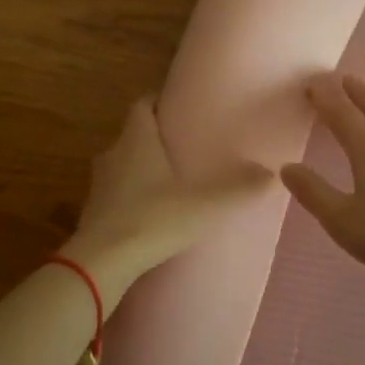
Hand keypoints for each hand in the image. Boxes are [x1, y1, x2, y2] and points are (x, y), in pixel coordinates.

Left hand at [65, 98, 272, 295]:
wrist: (101, 263)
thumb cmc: (153, 219)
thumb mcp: (205, 204)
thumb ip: (239, 188)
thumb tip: (272, 173)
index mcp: (137, 139)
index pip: (142, 104)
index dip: (159, 101)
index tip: (180, 107)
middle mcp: (113, 153)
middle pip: (133, 134)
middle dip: (156, 137)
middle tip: (184, 146)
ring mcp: (98, 184)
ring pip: (123, 164)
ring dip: (142, 168)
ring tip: (172, 179)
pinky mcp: (92, 212)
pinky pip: (115, 192)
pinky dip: (132, 195)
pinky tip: (152, 211)